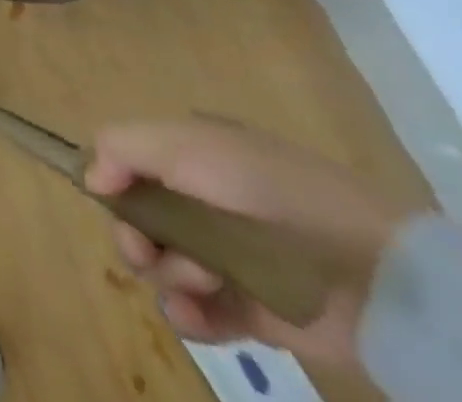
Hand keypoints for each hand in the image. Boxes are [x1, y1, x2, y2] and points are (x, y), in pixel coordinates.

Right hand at [84, 117, 411, 367]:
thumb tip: (89, 177)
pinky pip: (199, 314)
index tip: (110, 202)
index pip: (128, 166)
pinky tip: (195, 316)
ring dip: (169, 275)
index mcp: (189, 156)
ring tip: (201, 282)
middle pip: (138, 220)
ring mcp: (226, 257)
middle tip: (149, 252)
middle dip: (135, 238)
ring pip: (165, 268)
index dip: (111, 185)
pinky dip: (189, 316)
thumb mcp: (187, 145)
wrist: (373, 271)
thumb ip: (125, 148)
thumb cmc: (270, 191)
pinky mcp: (251, 310)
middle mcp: (201, 202)